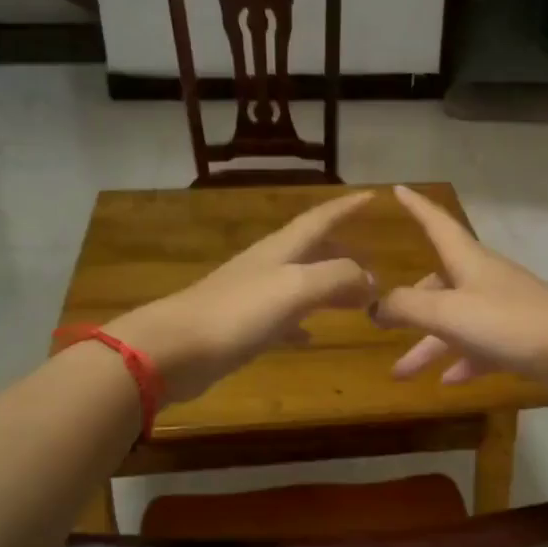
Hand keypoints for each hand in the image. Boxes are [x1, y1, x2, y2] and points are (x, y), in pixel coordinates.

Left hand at [107, 191, 377, 401]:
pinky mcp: (241, 327)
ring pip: (299, 283)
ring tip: (354, 299)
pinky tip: (309, 335)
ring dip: (327, 286)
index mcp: (280, 250)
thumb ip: (337, 277)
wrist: (174, 349)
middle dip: (342, 251)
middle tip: (372, 260)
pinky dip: (301, 321)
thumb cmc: (237, 312)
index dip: (346, 208)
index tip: (372, 197)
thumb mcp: (295, 288)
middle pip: (311, 250)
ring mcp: (252, 297)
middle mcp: (267, 266)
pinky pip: (282, 318)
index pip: (320, 219)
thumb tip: (370, 279)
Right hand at [371, 186, 547, 407]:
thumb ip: (406, 306)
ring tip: (400, 374)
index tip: (398, 190)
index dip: (416, 208)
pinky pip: (481, 347)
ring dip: (428, 346)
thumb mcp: (448, 312)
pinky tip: (447, 382)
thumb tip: (372, 305)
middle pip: (439, 284)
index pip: (437, 224)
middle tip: (381, 325)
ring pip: (456, 323)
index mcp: (468, 261)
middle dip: (410, 305)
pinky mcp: (519, 339)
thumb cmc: (508, 322)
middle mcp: (485, 280)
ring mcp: (504, 310)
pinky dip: (462, 361)